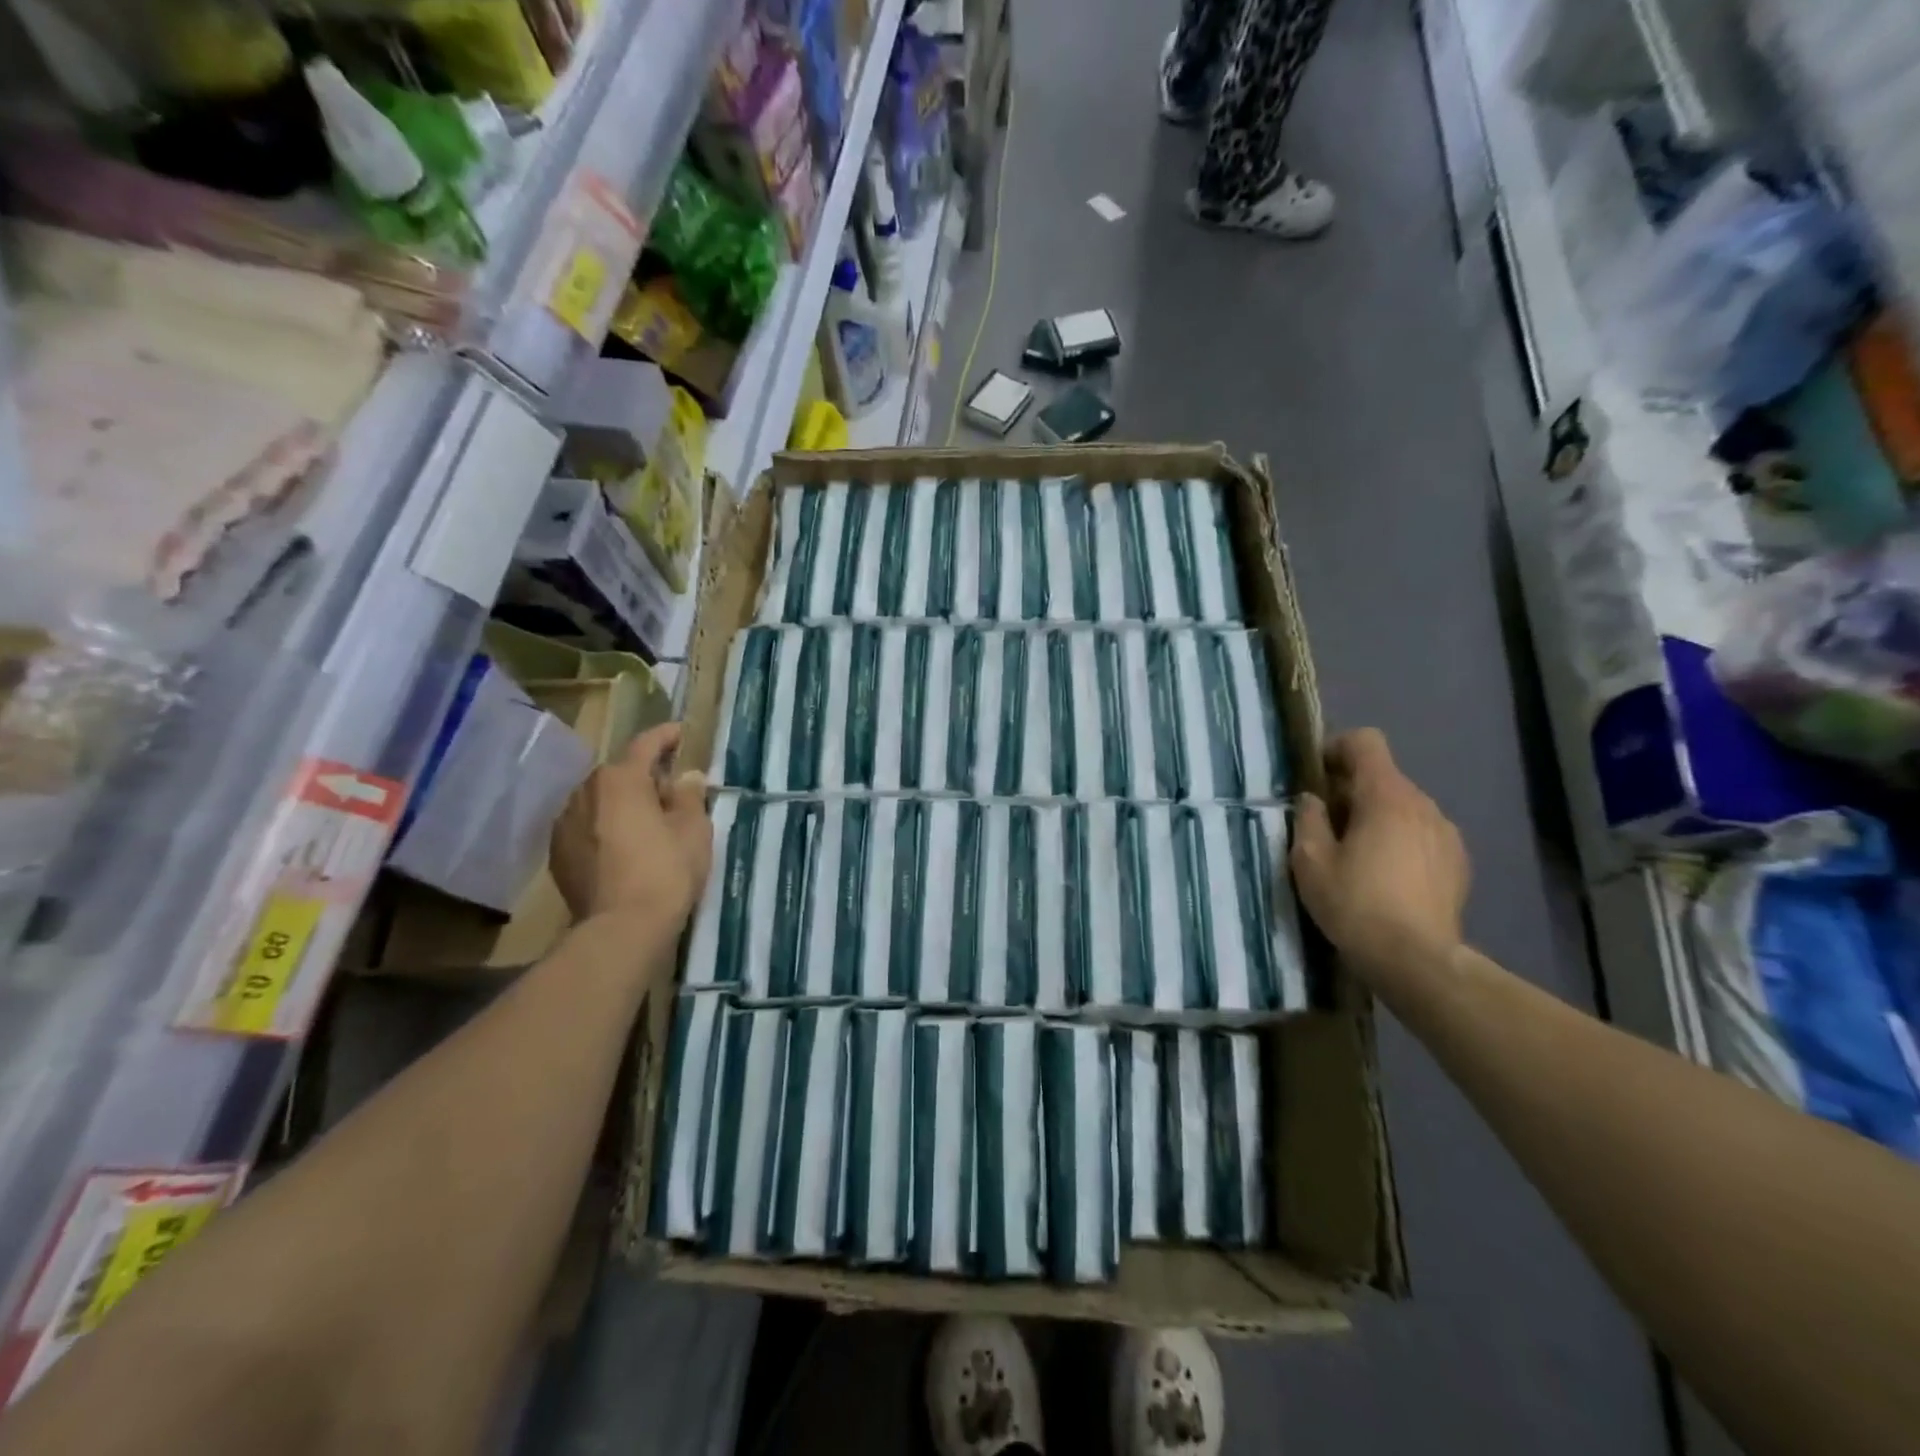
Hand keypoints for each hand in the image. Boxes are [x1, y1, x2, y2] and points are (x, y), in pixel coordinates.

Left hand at [552, 723, 711, 931]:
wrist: (621, 928)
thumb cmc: (666, 871)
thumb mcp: (693, 829)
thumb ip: (688, 796)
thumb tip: (685, 777)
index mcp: (620, 779)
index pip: (645, 745)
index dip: (665, 736)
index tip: (680, 733)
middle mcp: (585, 792)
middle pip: (619, 773)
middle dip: (644, 776)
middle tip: (670, 790)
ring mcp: (565, 823)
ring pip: (600, 800)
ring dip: (622, 802)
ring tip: (646, 819)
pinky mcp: (558, 853)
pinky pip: (587, 826)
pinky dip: (606, 826)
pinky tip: (624, 845)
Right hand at [1291, 729, 1470, 981]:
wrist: (1417, 961)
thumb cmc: (1355, 903)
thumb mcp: (1310, 860)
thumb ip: (1308, 819)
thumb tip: (1313, 799)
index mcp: (1386, 796)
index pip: (1365, 742)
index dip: (1336, 749)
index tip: (1316, 778)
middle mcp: (1423, 804)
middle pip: (1383, 777)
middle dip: (1352, 791)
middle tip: (1326, 826)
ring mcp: (1447, 833)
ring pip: (1404, 807)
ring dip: (1377, 818)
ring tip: (1357, 855)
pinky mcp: (1459, 862)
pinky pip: (1422, 834)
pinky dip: (1401, 841)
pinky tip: (1387, 878)